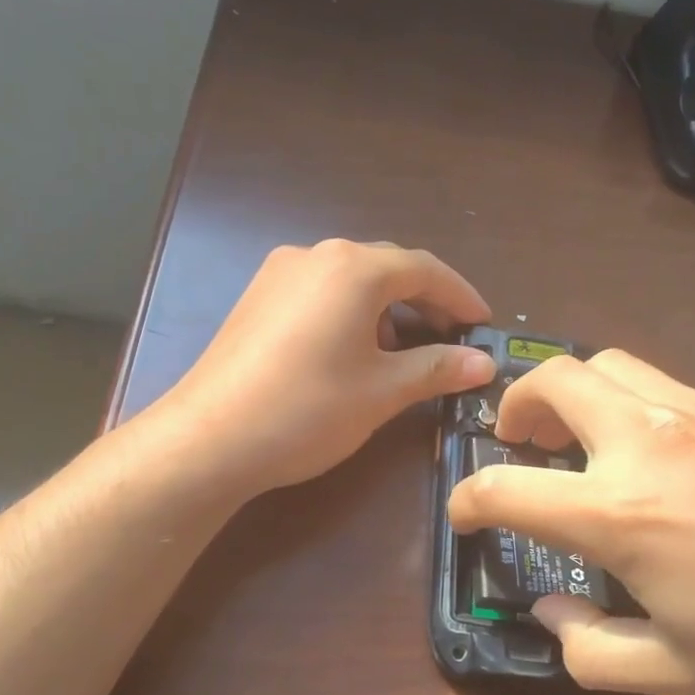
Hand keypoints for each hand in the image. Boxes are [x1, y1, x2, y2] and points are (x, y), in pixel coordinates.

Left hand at [151, 240, 495, 494]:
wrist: (210, 439)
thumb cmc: (309, 409)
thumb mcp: (382, 391)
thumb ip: (436, 368)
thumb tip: (482, 363)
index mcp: (353, 268)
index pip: (424, 270)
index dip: (461, 297)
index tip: (484, 325)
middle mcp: (316, 255)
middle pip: (387, 270)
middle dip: (425, 303)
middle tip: (451, 342)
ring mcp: (279, 274)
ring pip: (351, 282)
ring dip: (387, 310)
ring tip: (406, 352)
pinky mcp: (257, 298)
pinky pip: (320, 294)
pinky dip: (351, 314)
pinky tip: (355, 352)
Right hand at [447, 349, 694, 694]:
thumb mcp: (682, 672)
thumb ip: (592, 650)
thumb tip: (552, 613)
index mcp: (618, 512)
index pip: (504, 488)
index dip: (466, 501)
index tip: (465, 515)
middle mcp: (642, 441)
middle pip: (551, 380)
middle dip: (514, 407)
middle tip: (518, 443)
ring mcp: (693, 410)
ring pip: (604, 364)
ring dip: (570, 392)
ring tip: (579, 437)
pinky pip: (658, 382)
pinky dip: (626, 403)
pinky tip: (658, 452)